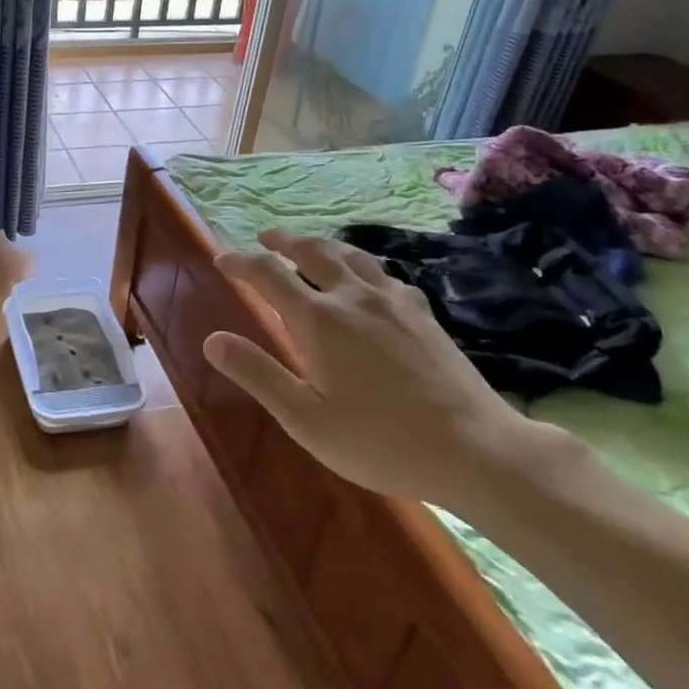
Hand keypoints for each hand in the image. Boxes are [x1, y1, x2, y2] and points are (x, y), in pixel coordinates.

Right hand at [206, 229, 549, 508]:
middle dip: (282, 241)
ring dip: (321, 245)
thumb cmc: (380, 441)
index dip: (240, 262)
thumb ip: (257, 374)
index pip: (267, 275)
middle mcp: (352, 297)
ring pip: (350, 256)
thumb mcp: (305, 418)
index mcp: (318, 319)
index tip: (221, 260)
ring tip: (310, 246)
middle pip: (311, 251)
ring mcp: (392, 302)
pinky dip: (363, 267)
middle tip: (264, 238)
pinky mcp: (423, 314)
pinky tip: (369, 280)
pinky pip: (384, 275)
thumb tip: (212, 340)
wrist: (476, 450)